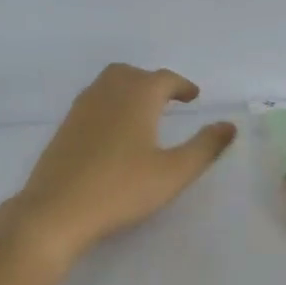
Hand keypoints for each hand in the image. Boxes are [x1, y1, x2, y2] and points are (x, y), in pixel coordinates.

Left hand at [2, 64, 236, 268]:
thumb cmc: (121, 189)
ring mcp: (80, 109)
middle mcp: (107, 93)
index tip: (194, 96)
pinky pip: (92, 102)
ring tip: (143, 112)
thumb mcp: (173, 172)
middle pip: (132, 74)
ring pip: (108, 84)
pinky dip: (110, 104)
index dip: (182, 86)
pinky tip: (114, 132)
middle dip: (152, 82)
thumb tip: (229, 126)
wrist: (56, 210)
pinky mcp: (64, 129)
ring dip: (129, 90)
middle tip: (168, 100)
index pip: (164, 79)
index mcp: (137, 97)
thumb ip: (204, 147)